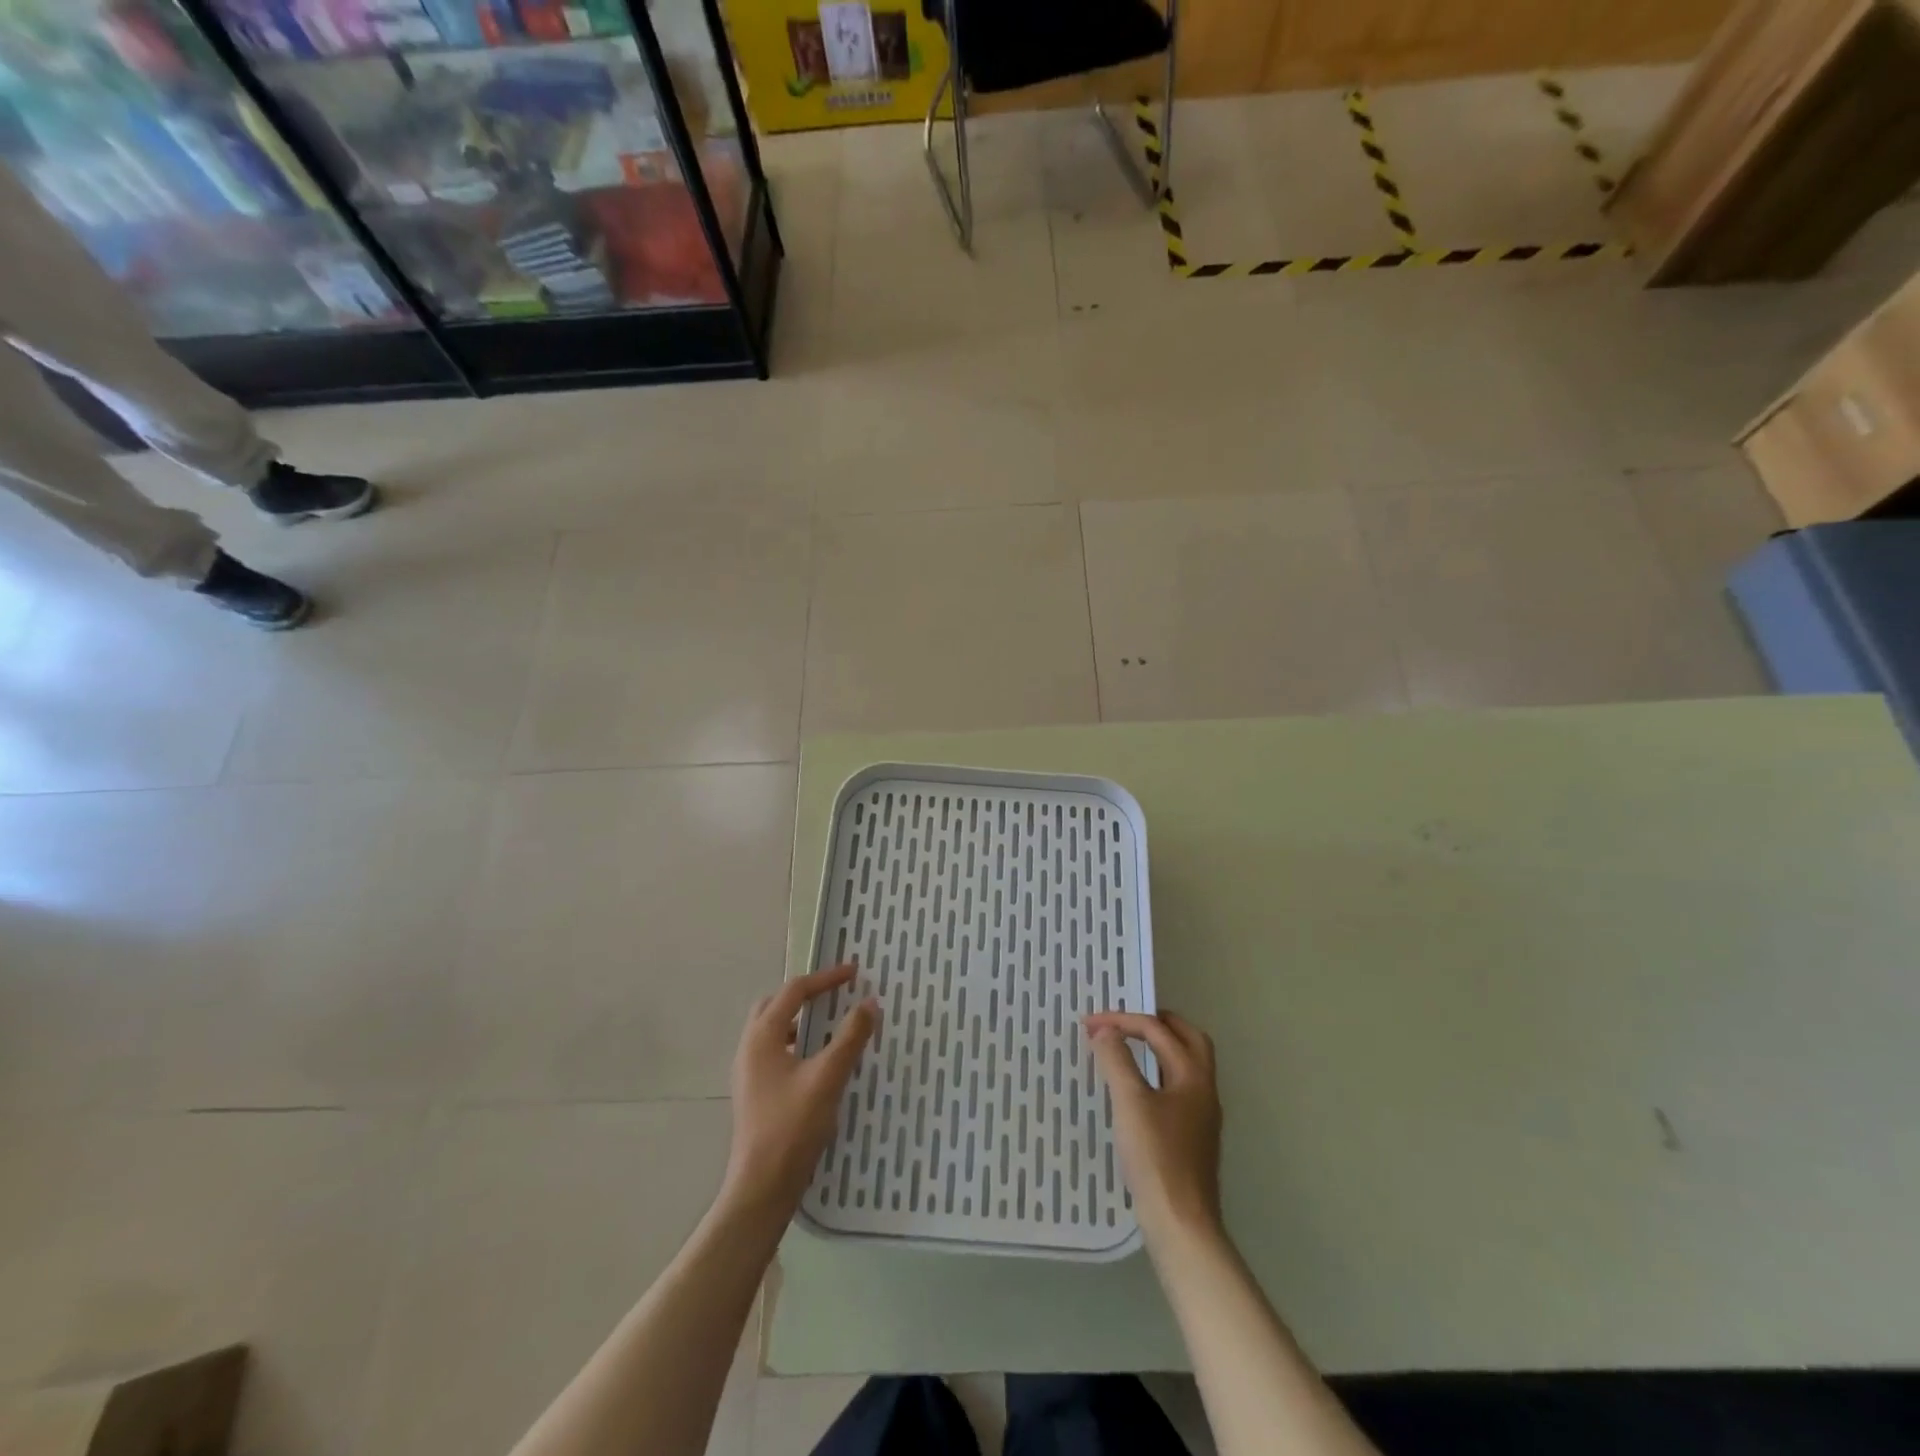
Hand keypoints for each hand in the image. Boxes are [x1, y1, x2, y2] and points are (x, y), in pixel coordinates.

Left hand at [722, 963, 877, 1221]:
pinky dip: (798, 1043)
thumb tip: (869, 1003)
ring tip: (832, 1026)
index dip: (825, 978)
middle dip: (807, 995)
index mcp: (762, 1036)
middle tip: (836, 995)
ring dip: (802, 1020)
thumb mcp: (828, 1077)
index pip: (794, 991)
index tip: (854, 973)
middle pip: (776, 1005)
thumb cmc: (792, 1127)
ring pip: (775, 1030)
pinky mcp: (755, 1093)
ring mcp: (749, 1072)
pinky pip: (777, 1052)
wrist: (761, 1188)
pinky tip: (820, 1062)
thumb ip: (850, 1037)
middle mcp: (750, 1048)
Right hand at [1085, 1010, 1222, 1243]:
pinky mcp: (1193, 1138)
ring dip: (1160, 1049)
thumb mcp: (1129, 1102)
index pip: (1158, 1032)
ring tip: (1128, 1048)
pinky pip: (1178, 1089)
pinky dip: (1158, 1074)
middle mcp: (1204, 1090)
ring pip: (1186, 1066)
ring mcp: (1202, 1116)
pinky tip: (1136, 1089)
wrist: (1181, 1224)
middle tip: (1127, 1021)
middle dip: (1158, 1024)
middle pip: (1189, 1041)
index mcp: (1192, 1076)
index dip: (1123, 1021)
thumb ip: (1116, 1060)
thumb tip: (1105, 1031)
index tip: (1089, 1024)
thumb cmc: (1156, 1157)